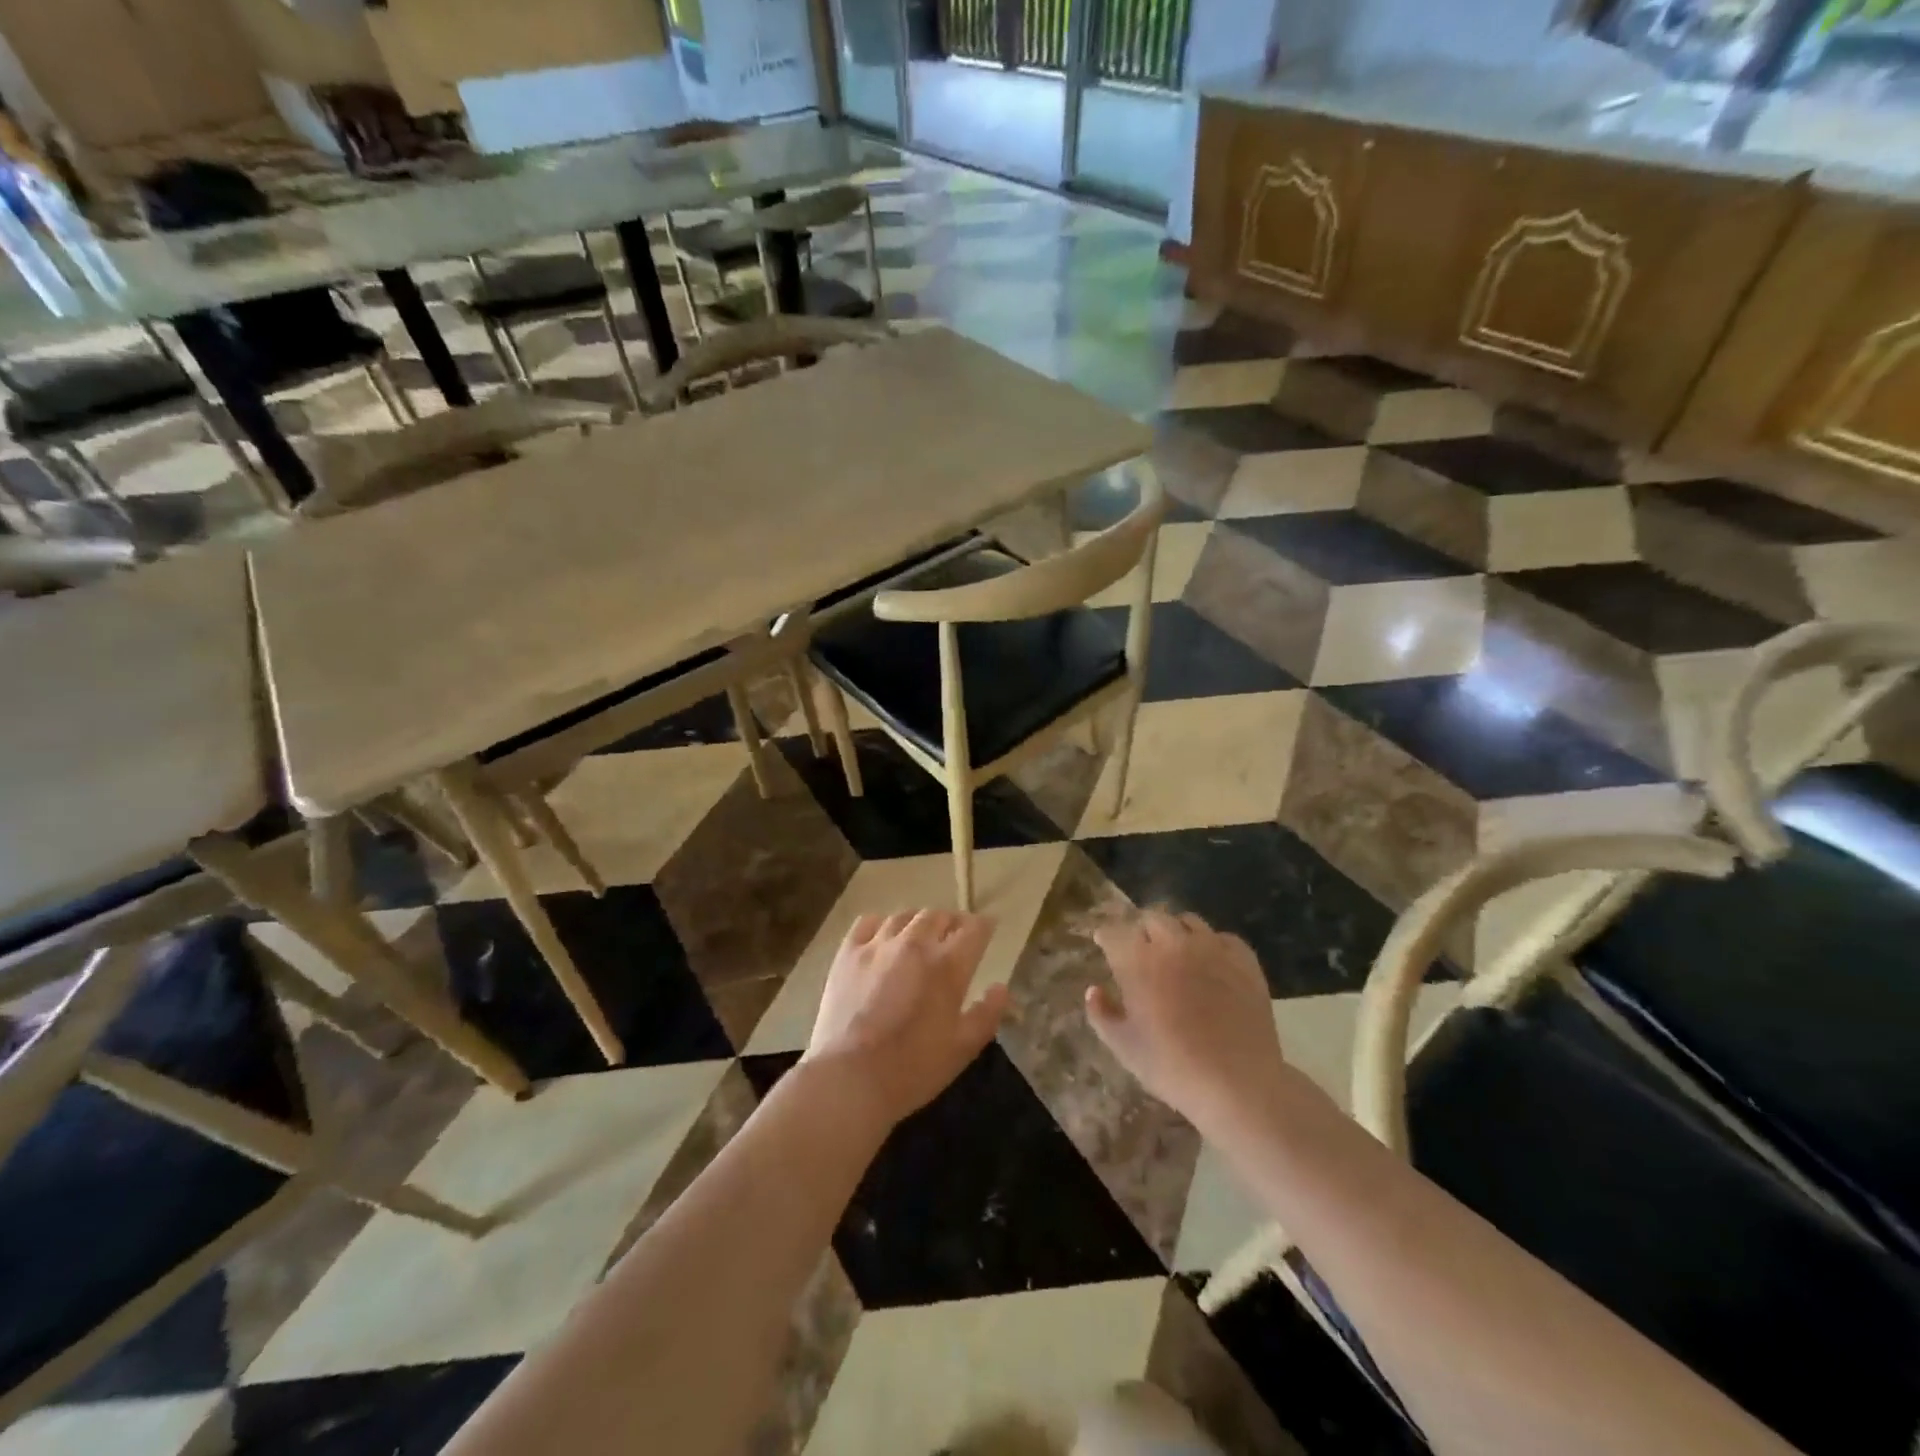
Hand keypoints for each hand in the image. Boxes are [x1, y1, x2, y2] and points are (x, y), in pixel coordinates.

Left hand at [804, 909, 1006, 1127]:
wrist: (849, 1078)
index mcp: (947, 965)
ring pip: (904, 915)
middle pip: (938, 916)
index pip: (974, 929)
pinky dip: (881, 924)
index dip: (984, 926)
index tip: (988, 929)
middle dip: (952, 921)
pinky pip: (868, 922)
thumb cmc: (913, 1068)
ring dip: (919, 921)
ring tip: (920, 934)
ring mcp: (878, 945)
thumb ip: (987, 1014)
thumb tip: (1001, 987)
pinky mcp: (848, 952)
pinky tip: (883, 937)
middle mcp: (915, 943)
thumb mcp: (963, 1048)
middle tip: (955, 935)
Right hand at [1086, 909, 1284, 1135]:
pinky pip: (1223, 937)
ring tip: (1176, 951)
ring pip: (1188, 921)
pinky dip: (1212, 944)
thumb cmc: (1172, 1067)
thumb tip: (1094, 989)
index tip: (1103, 944)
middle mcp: (1173, 943)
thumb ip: (1101, 1014)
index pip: (1114, 932)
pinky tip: (1211, 963)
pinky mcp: (1244, 960)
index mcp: (1138, 961)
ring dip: (1175, 931)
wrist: (1238, 1084)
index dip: (1106, 937)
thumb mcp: (1123, 1047)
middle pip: (1151, 917)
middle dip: (1140, 929)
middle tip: (1140, 950)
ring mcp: (1212, 948)